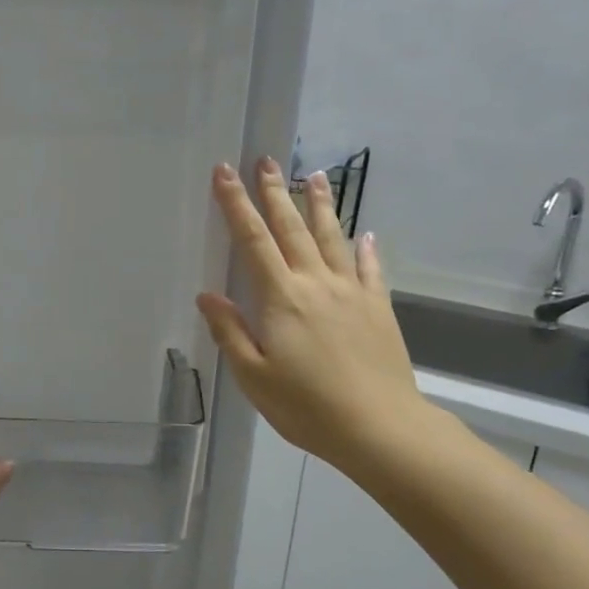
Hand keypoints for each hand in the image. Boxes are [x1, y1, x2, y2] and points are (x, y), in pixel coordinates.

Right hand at [197, 159, 431, 471]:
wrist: (381, 428)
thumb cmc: (307, 406)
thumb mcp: (253, 376)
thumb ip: (231, 332)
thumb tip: (208, 295)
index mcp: (282, 299)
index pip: (253, 240)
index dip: (236, 204)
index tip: (226, 172)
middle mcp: (317, 284)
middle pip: (292, 229)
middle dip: (275, 192)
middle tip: (266, 160)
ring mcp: (352, 293)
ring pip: (333, 238)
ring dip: (320, 206)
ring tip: (315, 175)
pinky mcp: (378, 309)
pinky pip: (371, 270)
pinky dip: (366, 249)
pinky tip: (365, 234)